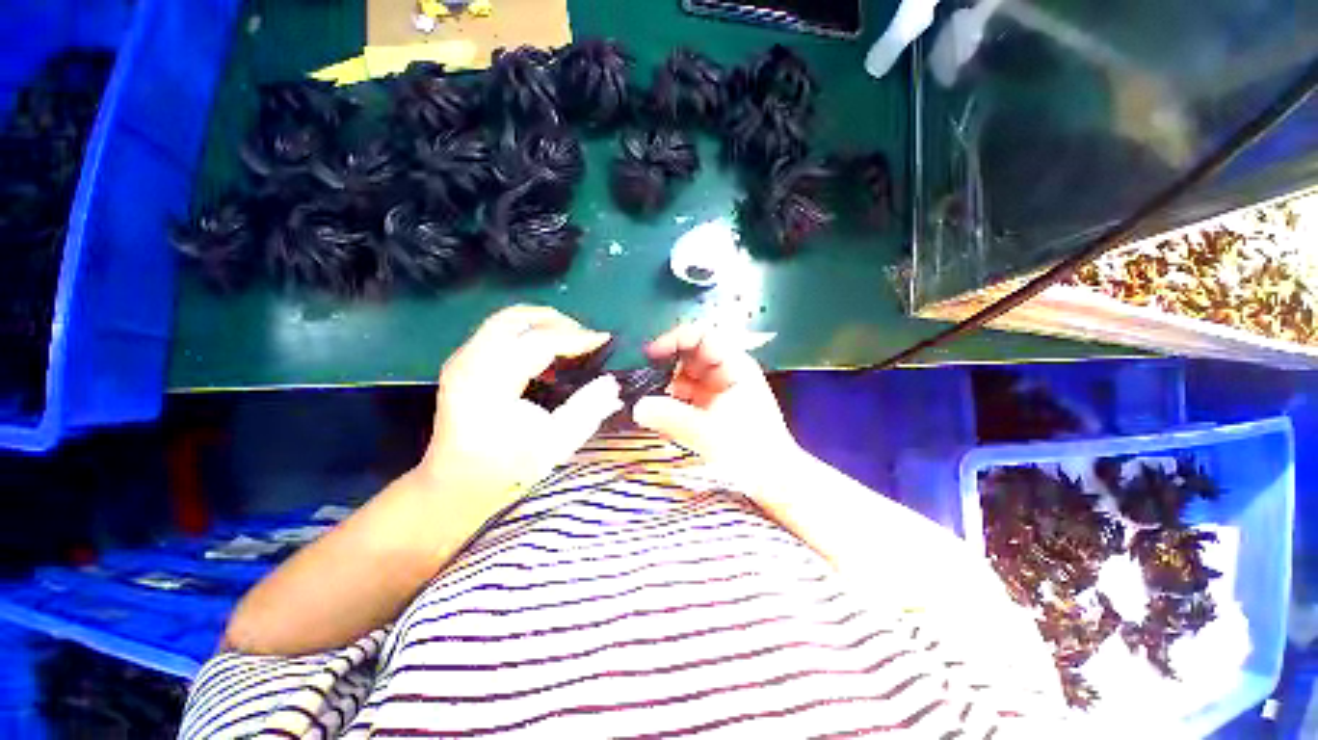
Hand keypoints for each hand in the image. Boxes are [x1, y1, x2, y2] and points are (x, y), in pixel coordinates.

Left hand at [419, 305, 622, 505]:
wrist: (456, 484)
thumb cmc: (506, 469)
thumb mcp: (555, 444)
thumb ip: (587, 409)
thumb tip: (611, 382)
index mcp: (490, 383)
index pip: (538, 342)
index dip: (576, 338)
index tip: (604, 339)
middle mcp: (469, 362)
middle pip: (516, 319)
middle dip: (557, 321)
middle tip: (585, 337)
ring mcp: (461, 359)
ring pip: (505, 319)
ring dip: (541, 323)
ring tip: (569, 341)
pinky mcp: (463, 362)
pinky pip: (499, 332)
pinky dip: (527, 333)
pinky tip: (545, 354)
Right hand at [632, 324, 803, 483]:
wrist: (774, 479)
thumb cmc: (750, 451)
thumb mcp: (708, 433)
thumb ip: (672, 418)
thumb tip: (637, 407)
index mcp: (734, 366)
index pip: (702, 336)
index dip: (675, 339)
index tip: (650, 354)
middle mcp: (727, 372)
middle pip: (690, 355)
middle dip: (666, 366)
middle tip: (642, 381)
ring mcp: (719, 390)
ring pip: (685, 376)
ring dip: (666, 386)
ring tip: (648, 402)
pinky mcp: (712, 407)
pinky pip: (687, 395)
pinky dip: (673, 402)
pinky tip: (661, 417)